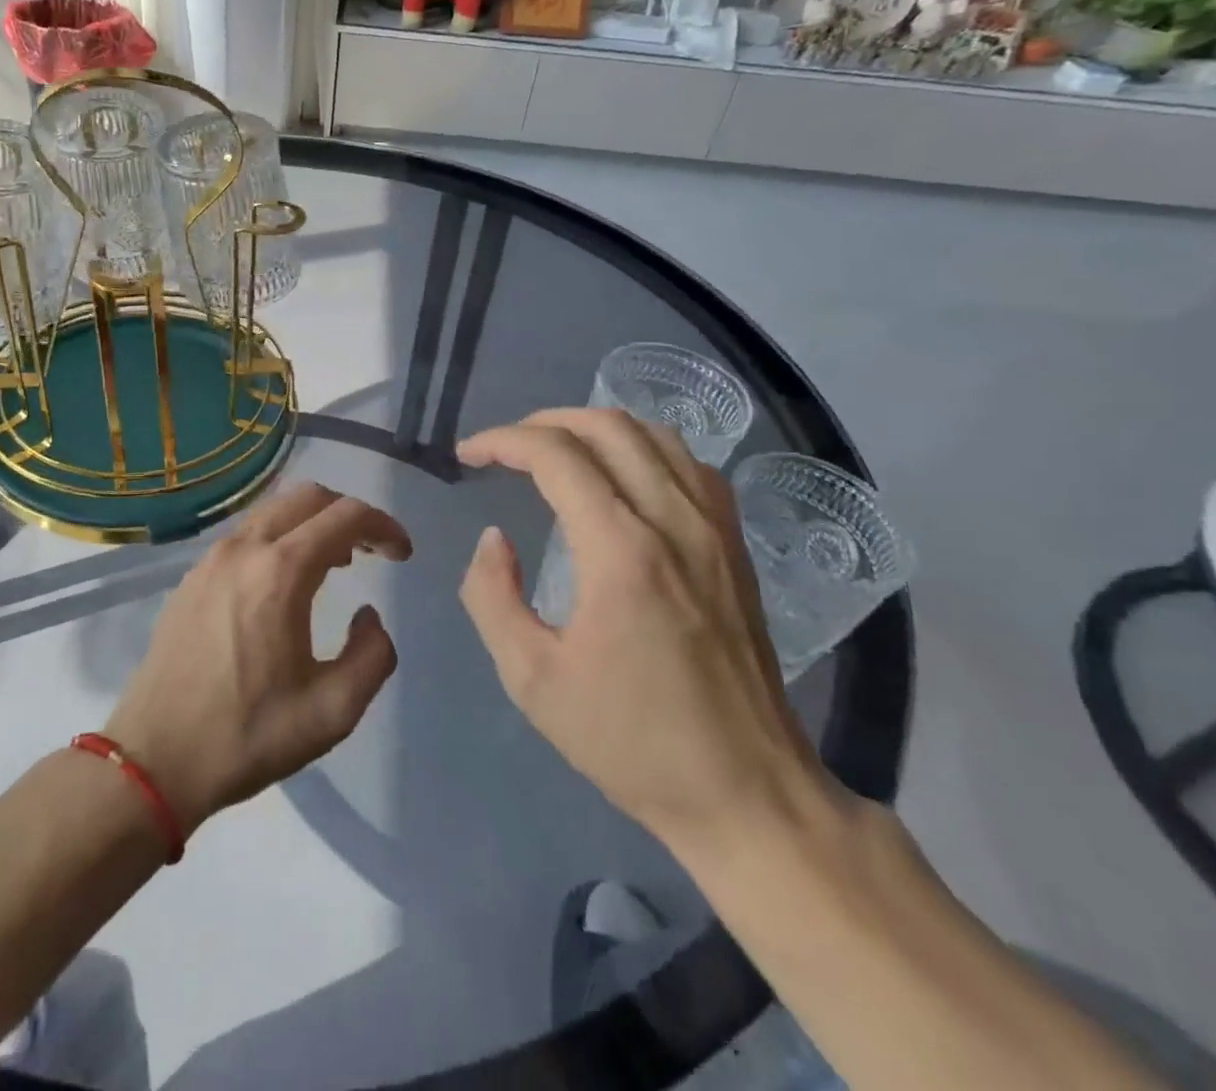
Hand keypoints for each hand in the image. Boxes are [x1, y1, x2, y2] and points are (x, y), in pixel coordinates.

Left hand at [104, 483, 411, 833]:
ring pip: (273, 510)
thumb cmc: (247, 735)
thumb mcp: (333, 712)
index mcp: (281, 572)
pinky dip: (279, 537)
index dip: (383, 525)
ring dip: (312, 523)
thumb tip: (369, 617)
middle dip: (348, 514)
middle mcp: (244, 549)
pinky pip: (246, 534)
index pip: (345, 516)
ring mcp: (211, 559)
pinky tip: (284, 582)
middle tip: (371, 551)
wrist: (154, 760)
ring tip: (335, 563)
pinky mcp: (191, 577)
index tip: (402, 554)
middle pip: (308, 497)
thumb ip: (372, 656)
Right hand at [456, 409, 838, 860]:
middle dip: (543, 422)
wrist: (748, 793)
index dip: (503, 441)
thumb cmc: (632, 741)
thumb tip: (494, 538)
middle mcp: (674, 521)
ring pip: (654, 433)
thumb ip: (492, 596)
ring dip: (594, 426)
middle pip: (607, 426)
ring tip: (555, 450)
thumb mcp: (531, 680)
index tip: (468, 455)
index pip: (556, 455)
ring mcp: (715, 529)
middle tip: (505, 447)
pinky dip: (643, 448)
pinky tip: (622, 475)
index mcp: (621, 552)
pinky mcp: (735, 546)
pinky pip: (689, 463)